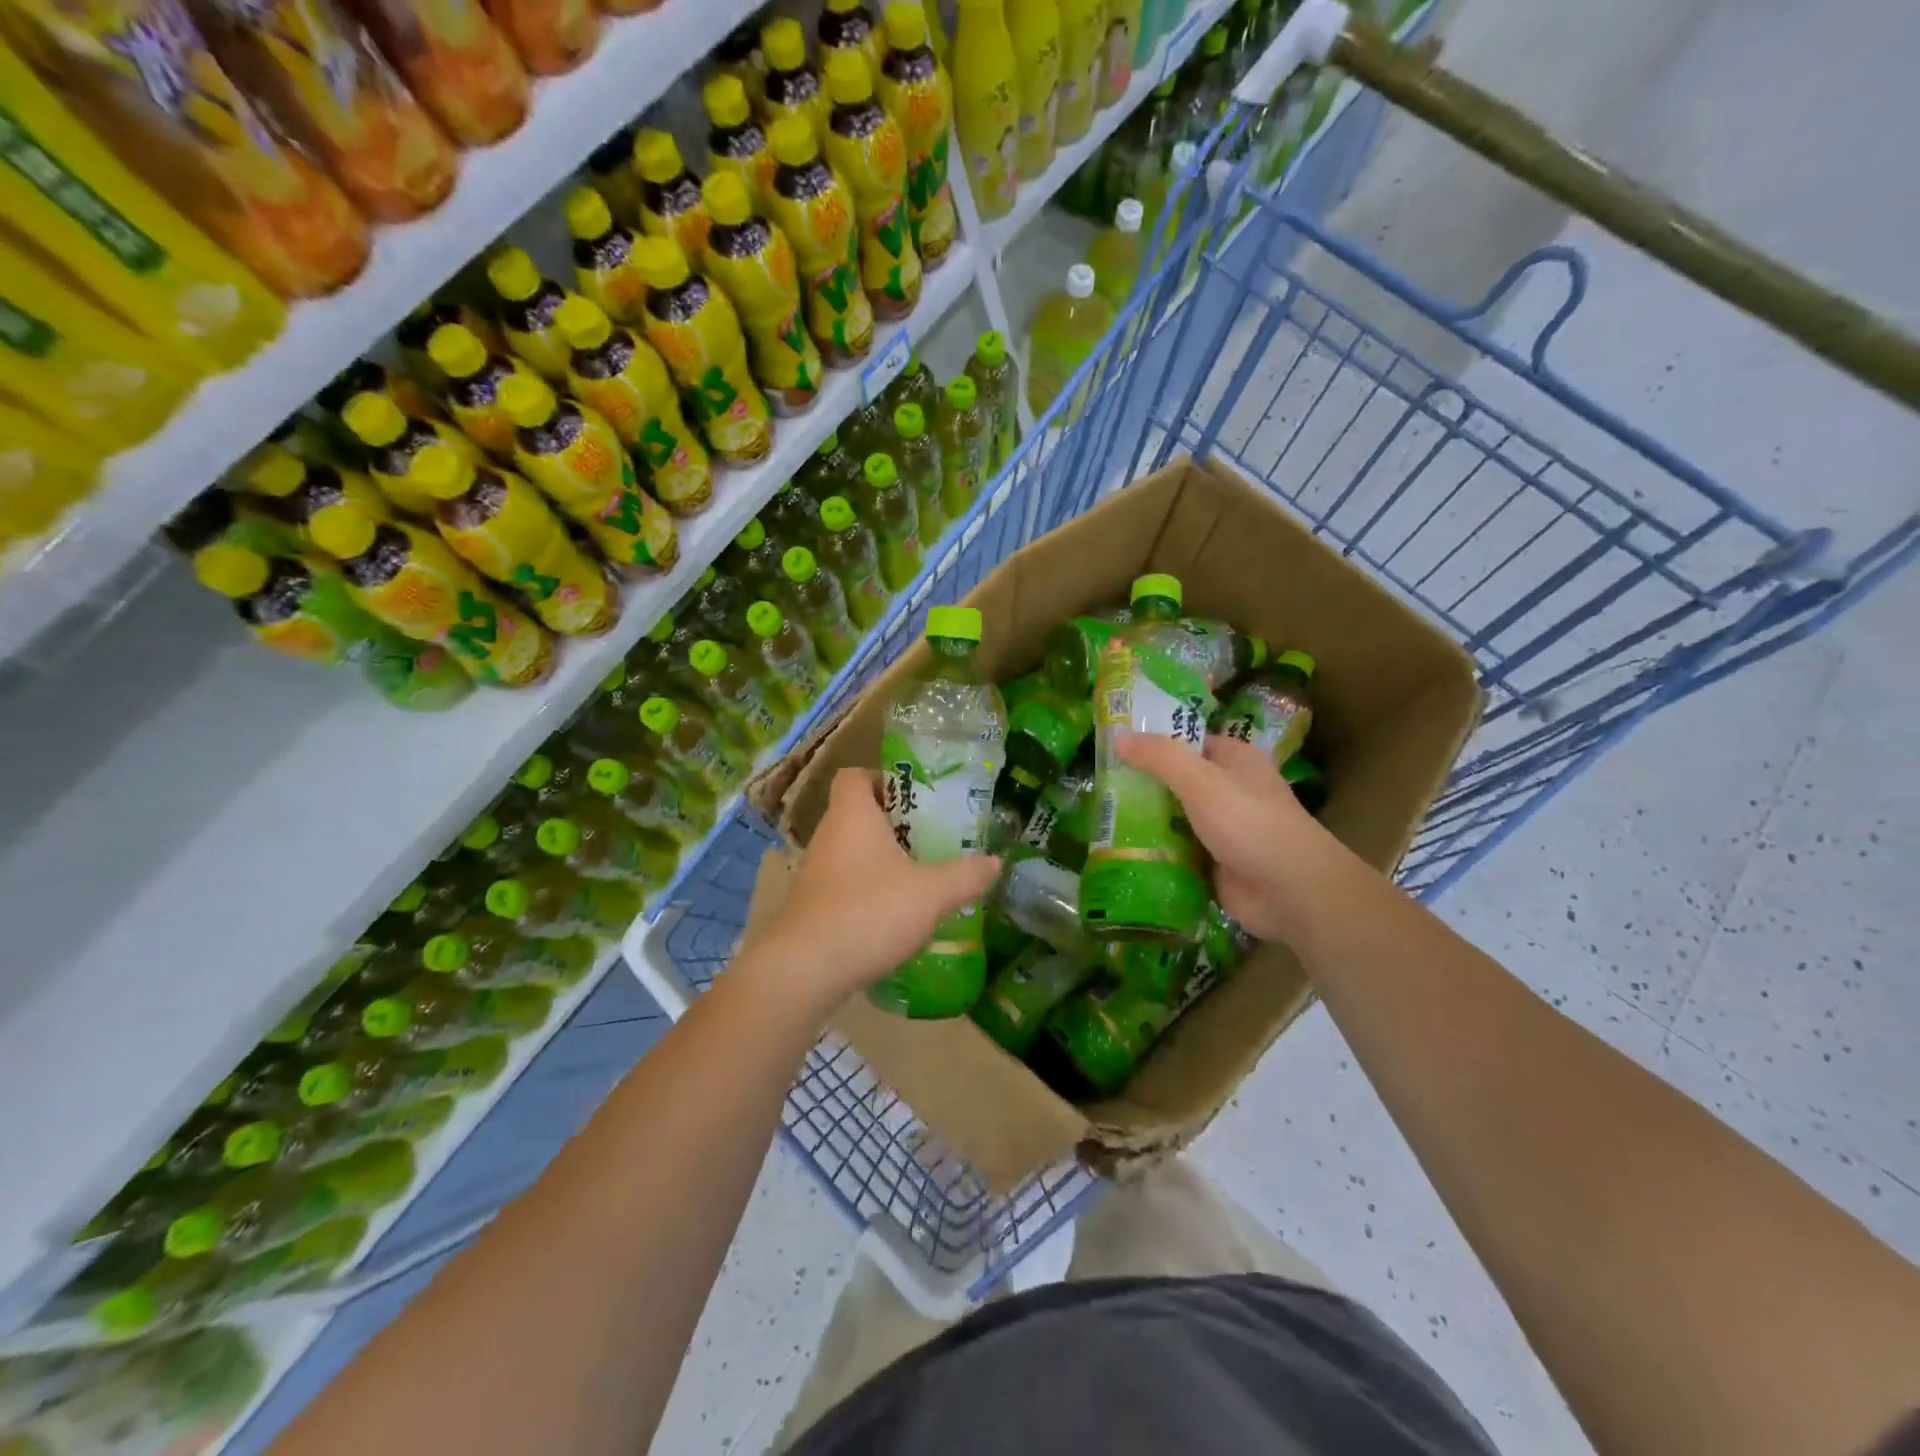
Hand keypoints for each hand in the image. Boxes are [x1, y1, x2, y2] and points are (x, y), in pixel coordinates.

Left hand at [752, 768, 1000, 1006]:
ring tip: (921, 879)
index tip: (916, 799)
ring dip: (883, 861)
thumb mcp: (931, 893)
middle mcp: (828, 836)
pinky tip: (895, 917)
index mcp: (852, 815)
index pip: (855, 776)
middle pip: (859, 815)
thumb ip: (965, 875)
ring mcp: (815, 873)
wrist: (805, 970)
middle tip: (932, 839)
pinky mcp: (812, 907)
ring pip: (853, 853)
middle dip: (895, 825)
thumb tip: (994, 862)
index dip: (883, 779)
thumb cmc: (869, 912)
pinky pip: (845, 885)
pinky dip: (869, 892)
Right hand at [1117, 732, 1349, 943]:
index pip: (1188, 741)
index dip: (1153, 741)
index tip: (1113, 746)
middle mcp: (1229, 790)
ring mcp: (1222, 829)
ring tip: (1100, 816)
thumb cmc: (1250, 823)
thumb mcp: (1201, 781)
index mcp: (1235, 760)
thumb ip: (1160, 757)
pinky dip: (1154, 850)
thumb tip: (1118, 737)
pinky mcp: (1213, 863)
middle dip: (1142, 784)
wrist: (1290, 892)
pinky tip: (1120, 849)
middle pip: (1177, 781)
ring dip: (1144, 819)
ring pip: (1174, 817)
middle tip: (1099, 784)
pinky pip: (1176, 850)